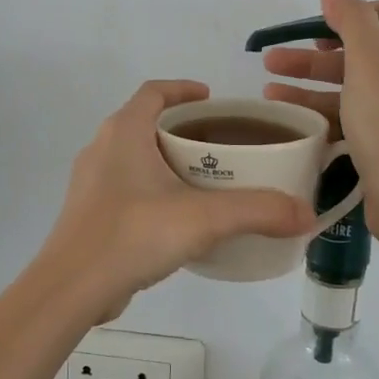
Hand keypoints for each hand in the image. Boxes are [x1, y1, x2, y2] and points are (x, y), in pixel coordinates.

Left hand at [39, 80, 316, 318]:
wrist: (71, 288)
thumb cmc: (133, 235)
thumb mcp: (203, 219)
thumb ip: (257, 212)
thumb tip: (306, 214)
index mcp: (124, 132)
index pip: (154, 91)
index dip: (183, 89)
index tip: (212, 100)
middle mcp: (102, 148)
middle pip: (146, 122)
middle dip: (182, 129)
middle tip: (221, 146)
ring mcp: (91, 182)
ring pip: (135, 157)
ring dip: (166, 160)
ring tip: (205, 180)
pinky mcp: (88, 213)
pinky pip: (126, 186)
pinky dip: (152, 189)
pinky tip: (176, 218)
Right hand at [262, 0, 378, 245]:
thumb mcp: (370, 66)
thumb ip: (352, 23)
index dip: (342, 15)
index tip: (307, 28)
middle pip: (356, 53)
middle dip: (311, 55)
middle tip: (271, 60)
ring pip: (347, 87)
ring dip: (308, 84)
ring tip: (268, 90)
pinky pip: (346, 116)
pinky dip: (318, 112)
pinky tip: (289, 117)